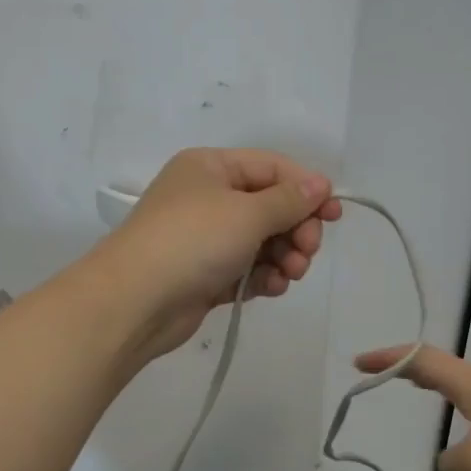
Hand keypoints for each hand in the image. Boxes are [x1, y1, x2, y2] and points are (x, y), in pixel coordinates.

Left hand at [96, 148, 342, 360]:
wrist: (135, 302)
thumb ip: (289, 200)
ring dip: (284, 256)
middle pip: (270, 206)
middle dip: (296, 229)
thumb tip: (320, 183)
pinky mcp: (206, 275)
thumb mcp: (247, 212)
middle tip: (307, 251)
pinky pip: (247, 269)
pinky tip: (272, 288)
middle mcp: (207, 198)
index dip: (307, 189)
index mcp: (211, 167)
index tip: (334, 215)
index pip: (272, 168)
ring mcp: (205, 239)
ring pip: (262, 241)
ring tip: (290, 274)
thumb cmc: (193, 242)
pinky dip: (263, 277)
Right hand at [354, 345, 470, 470]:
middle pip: (443, 369)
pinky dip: (462, 426)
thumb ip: (451, 463)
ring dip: (438, 392)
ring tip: (419, 396)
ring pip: (466, 395)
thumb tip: (450, 466)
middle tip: (382, 374)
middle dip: (409, 368)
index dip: (388, 358)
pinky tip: (466, 452)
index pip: (423, 360)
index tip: (359, 363)